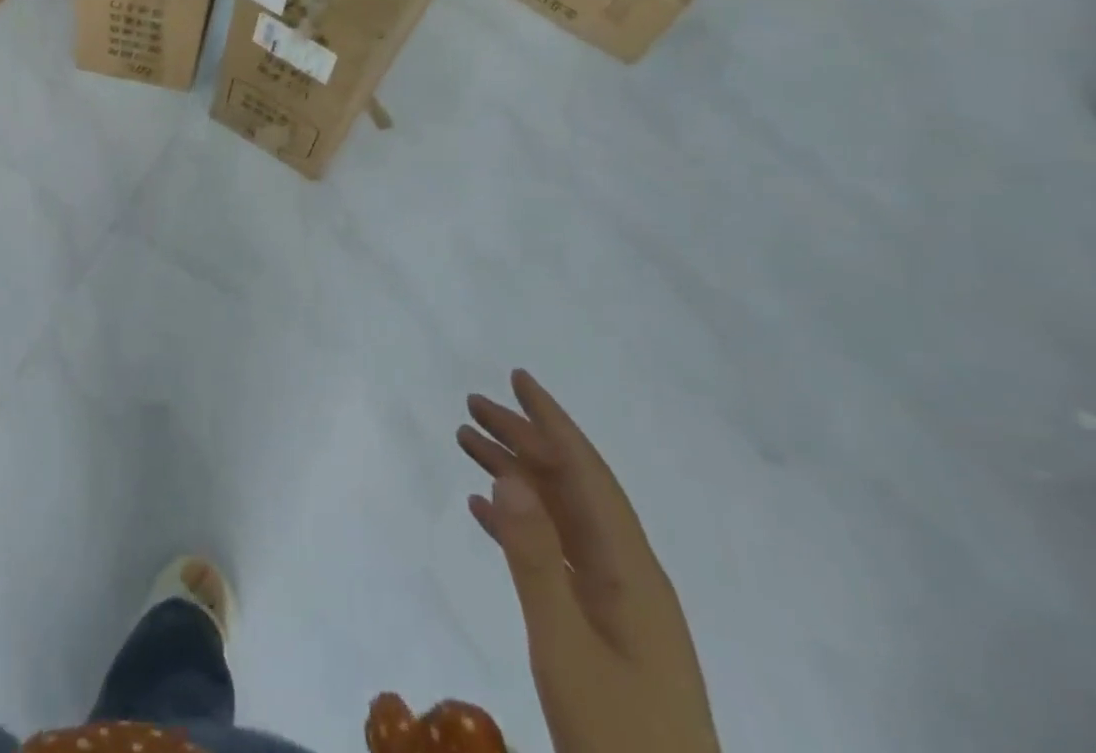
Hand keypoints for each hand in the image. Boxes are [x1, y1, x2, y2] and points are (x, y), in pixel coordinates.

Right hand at [459, 371, 718, 752]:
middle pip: (569, 486)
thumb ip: (534, 558)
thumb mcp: (566, 645)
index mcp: (630, 569)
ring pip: (558, 516)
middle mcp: (626, 573)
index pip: (586, 472)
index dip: (552, 421)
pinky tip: (483, 513)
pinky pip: (554, 554)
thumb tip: (507, 475)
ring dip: (515, 476)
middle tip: (471, 406)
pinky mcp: (601, 628)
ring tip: (466, 444)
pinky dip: (518, 524)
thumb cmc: (618, 735)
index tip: (518, 378)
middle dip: (523, 439)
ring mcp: (616, 602)